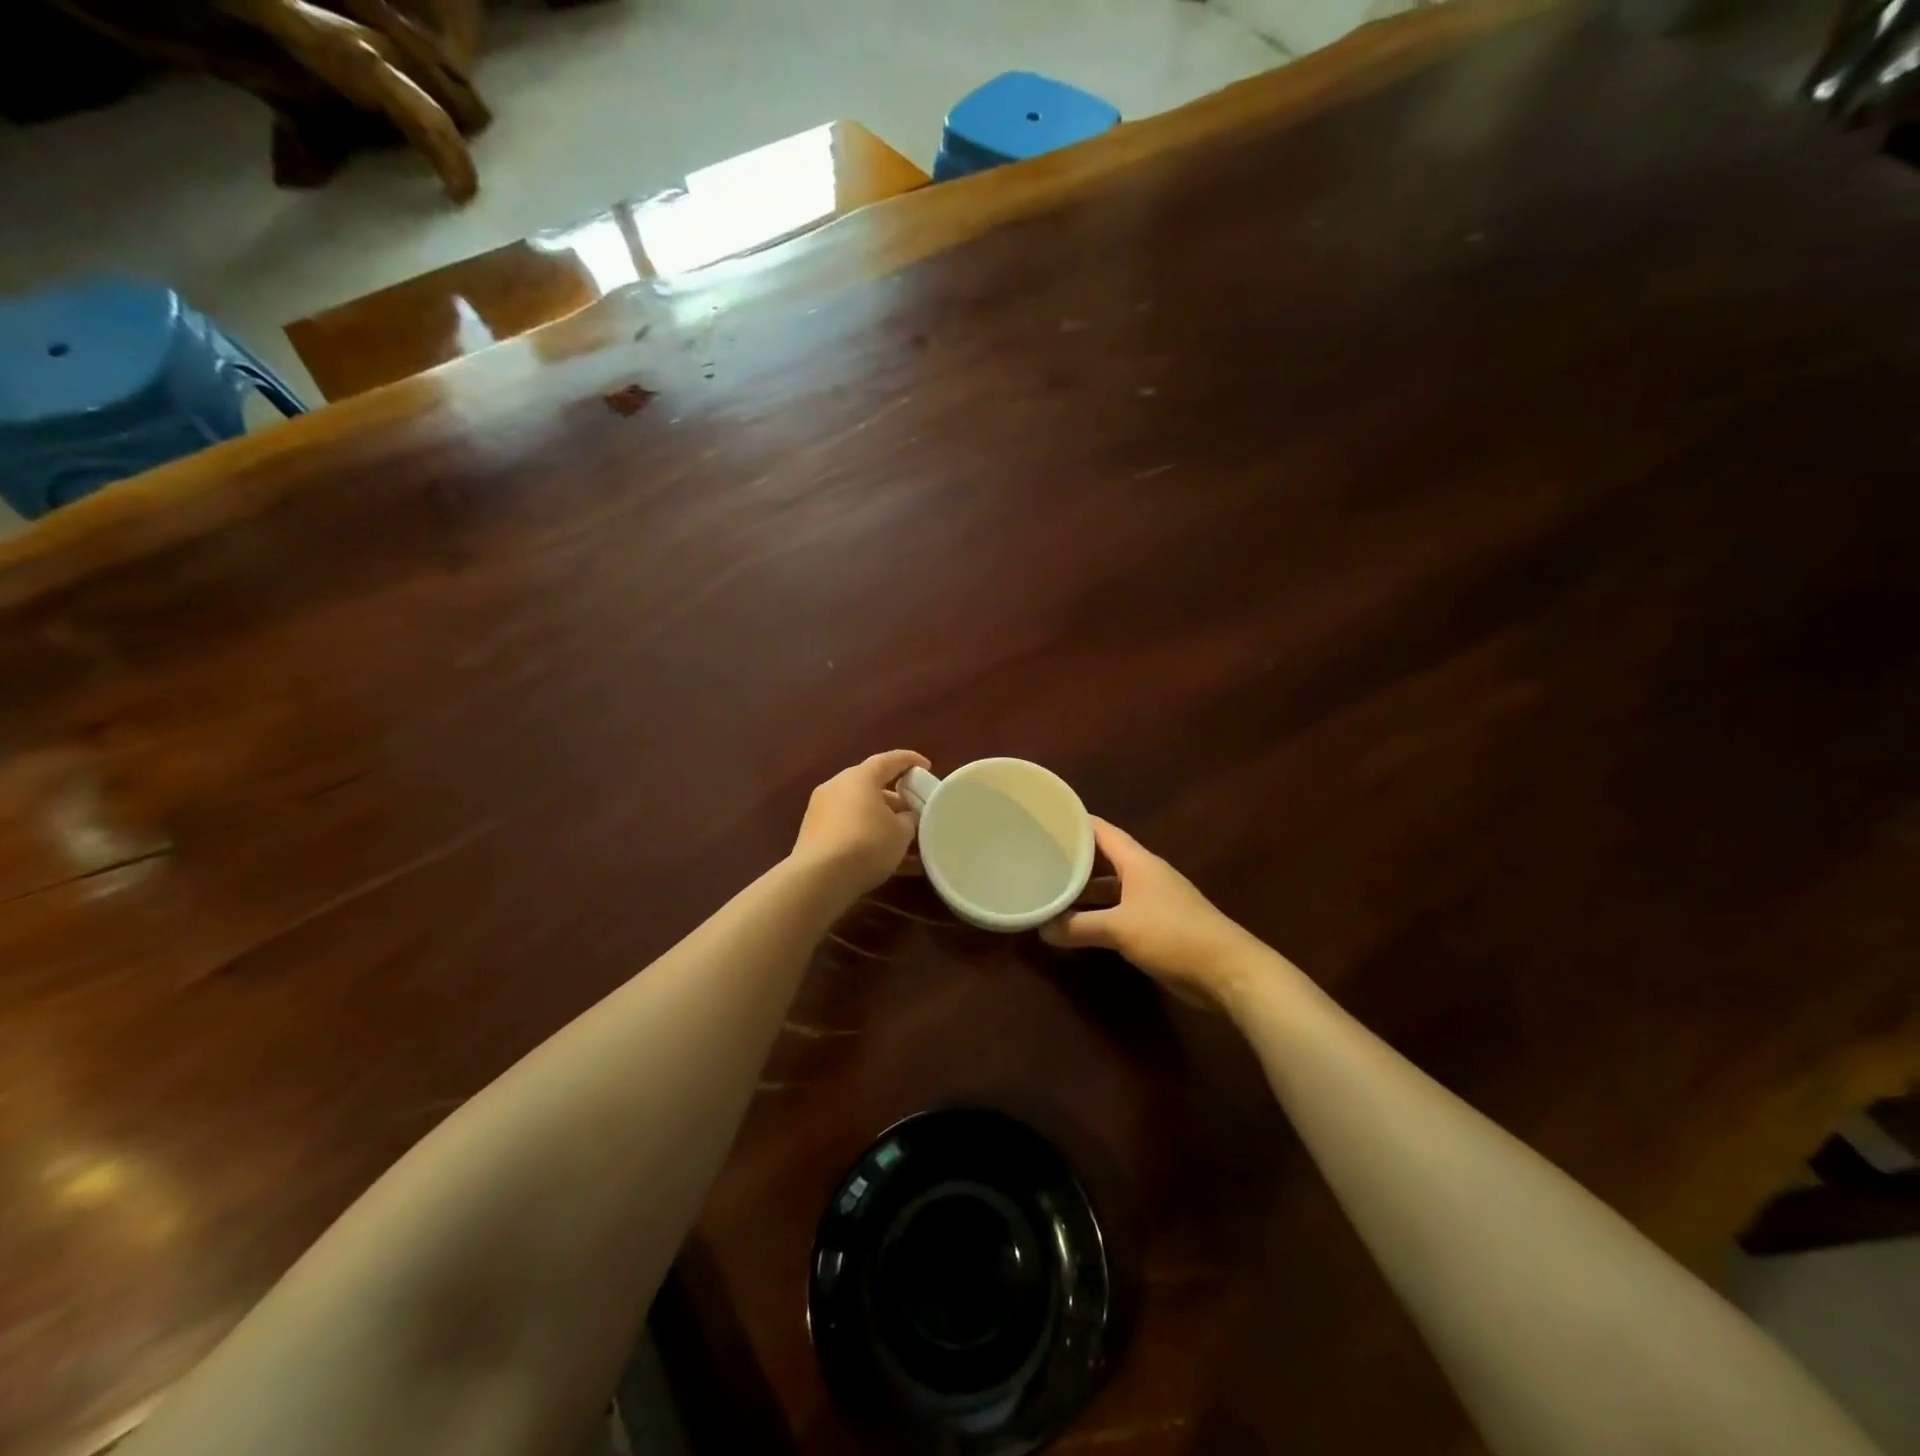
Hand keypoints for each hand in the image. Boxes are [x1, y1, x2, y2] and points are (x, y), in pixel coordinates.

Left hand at [789, 750, 930, 898]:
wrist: (819, 879)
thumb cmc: (867, 844)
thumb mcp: (901, 832)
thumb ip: (908, 819)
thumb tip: (904, 818)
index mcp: (859, 777)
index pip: (889, 760)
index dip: (910, 761)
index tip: (926, 766)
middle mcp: (837, 787)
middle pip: (872, 788)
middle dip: (897, 801)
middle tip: (917, 814)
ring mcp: (822, 812)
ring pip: (861, 812)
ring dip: (883, 824)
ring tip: (907, 844)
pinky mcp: (814, 836)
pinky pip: (849, 831)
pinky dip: (868, 840)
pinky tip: (888, 862)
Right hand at [1041, 817, 1254, 1001]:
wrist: (1227, 970)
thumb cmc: (1172, 935)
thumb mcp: (1119, 929)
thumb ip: (1079, 927)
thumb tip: (1043, 928)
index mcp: (1138, 861)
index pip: (1100, 830)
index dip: (1074, 822)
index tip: (1043, 820)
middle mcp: (1145, 873)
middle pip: (1104, 857)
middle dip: (1074, 857)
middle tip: (1038, 857)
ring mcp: (1154, 899)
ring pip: (1112, 886)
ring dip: (1086, 889)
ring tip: (1051, 889)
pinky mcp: (1159, 924)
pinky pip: (1121, 909)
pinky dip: (1100, 912)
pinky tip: (1079, 922)